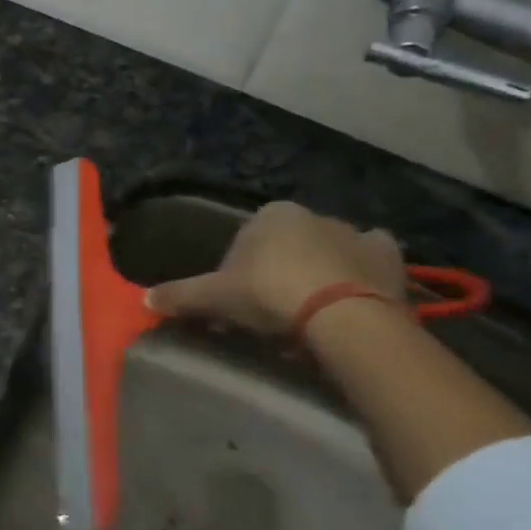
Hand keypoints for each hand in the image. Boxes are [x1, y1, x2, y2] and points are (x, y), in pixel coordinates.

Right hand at [146, 201, 404, 335]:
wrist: (341, 315)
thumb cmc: (270, 294)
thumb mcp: (216, 297)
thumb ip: (181, 295)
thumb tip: (143, 300)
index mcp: (271, 215)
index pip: (245, 242)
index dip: (238, 273)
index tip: (239, 303)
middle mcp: (313, 214)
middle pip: (287, 245)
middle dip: (280, 271)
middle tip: (273, 312)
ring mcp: (354, 233)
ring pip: (329, 250)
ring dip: (320, 270)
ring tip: (313, 311)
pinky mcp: (387, 256)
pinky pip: (372, 258)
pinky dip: (364, 270)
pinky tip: (355, 292)